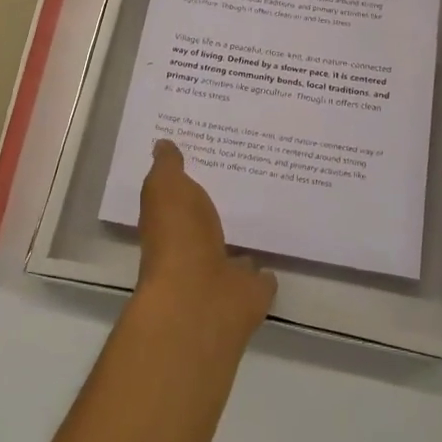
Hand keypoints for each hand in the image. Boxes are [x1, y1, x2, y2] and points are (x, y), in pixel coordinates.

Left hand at [134, 140, 275, 345]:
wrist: (200, 297)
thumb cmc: (177, 236)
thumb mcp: (166, 187)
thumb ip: (168, 166)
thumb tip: (163, 144)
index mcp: (169, 222)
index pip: (179, 195)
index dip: (191, 176)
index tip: (212, 153)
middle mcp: (192, 248)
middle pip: (208, 222)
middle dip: (222, 204)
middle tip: (248, 175)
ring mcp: (221, 273)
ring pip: (234, 249)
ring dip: (243, 237)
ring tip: (266, 210)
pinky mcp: (249, 291)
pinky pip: (260, 275)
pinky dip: (265, 269)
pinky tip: (278, 251)